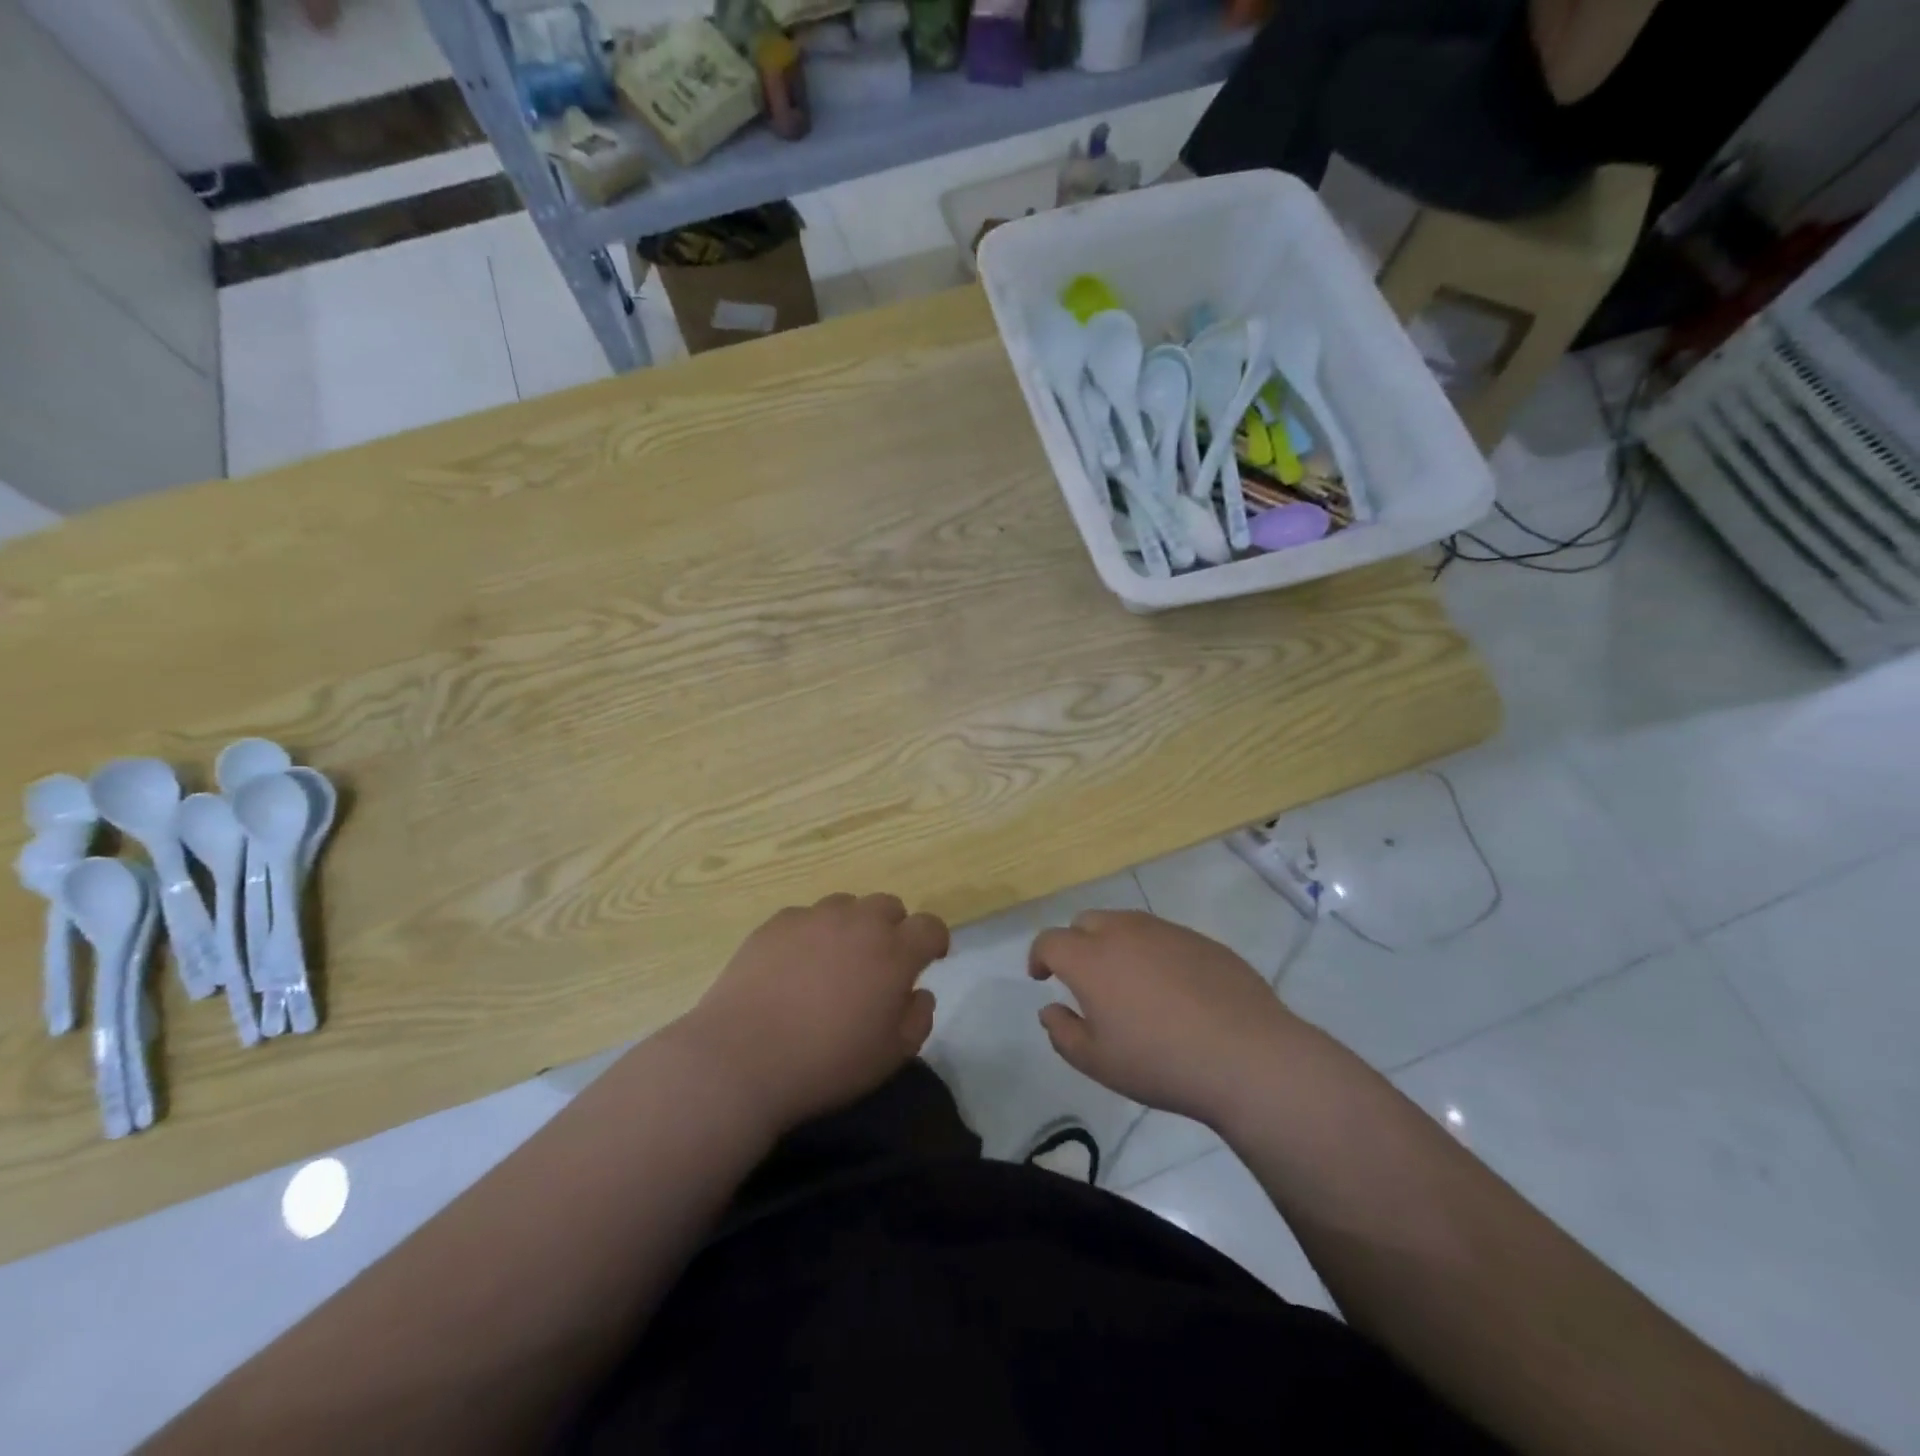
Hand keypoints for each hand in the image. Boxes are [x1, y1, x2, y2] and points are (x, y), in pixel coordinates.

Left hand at [675, 893, 948, 1133]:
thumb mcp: (891, 1055)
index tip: (930, 959)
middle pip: (889, 906)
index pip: (930, 926)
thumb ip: (918, 1018)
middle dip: (893, 929)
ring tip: (833, 963)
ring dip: (851, 927)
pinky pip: (805, 917)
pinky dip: (810, 934)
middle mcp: (858, 922)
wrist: (742, 1057)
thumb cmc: (826, 1062)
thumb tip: (919, 992)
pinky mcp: (776, 923)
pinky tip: (794, 967)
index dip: (934, 941)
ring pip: (846, 906)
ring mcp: (814, 918)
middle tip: (878, 964)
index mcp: (894, 952)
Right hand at [1029, 910, 1299, 1125]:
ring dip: (1115, 944)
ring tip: (1129, 983)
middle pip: (1086, 921)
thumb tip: (1050, 1010)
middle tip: (1084, 979)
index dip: (1040, 956)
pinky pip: (1164, 936)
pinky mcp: (1201, 939)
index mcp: (1090, 958)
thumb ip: (1063, 1033)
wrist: (1246, 1055)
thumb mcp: (1098, 1062)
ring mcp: (1166, 931)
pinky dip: (1154, 952)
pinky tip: (1172, 989)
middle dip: (1076, 943)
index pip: (1050, 940)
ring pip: (1127, 923)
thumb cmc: (1160, 1062)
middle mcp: (1124, 932)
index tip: (1042, 976)